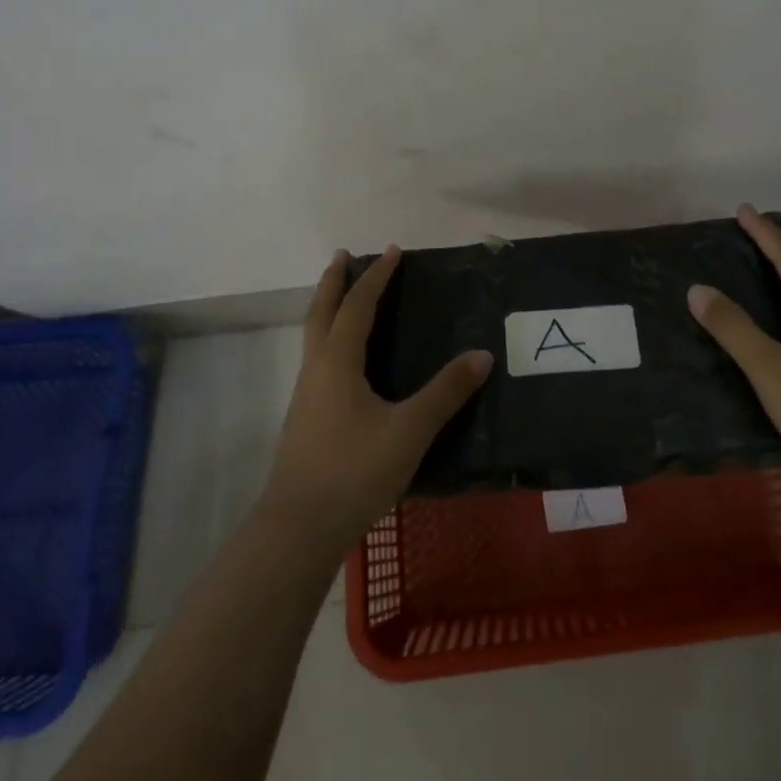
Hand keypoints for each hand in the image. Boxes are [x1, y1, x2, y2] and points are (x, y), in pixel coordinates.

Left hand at [260, 245, 493, 553]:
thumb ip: (446, 392)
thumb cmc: (355, 471)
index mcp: (338, 362)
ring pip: (314, 337)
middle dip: (333, 282)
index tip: (393, 251)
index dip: (376, 277)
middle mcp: (317, 370)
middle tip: (344, 256)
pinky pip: (318, 361)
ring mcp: (306, 396)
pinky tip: (346, 363)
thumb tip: (482, 355)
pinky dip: (330, 340)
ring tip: (345, 300)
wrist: (299, 528)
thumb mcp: (409, 430)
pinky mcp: (306, 420)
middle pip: (321, 312)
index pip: (357, 306)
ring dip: (328, 309)